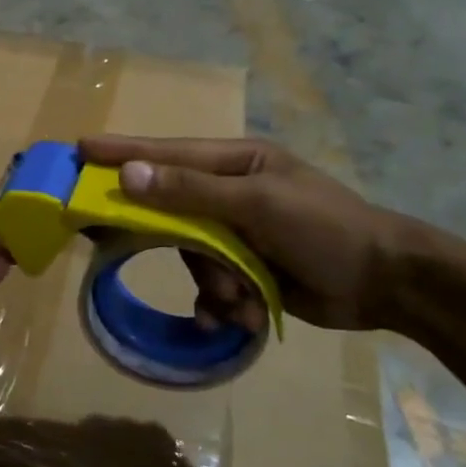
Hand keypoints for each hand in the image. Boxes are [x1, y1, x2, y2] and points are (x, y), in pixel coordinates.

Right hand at [78, 136, 413, 331]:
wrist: (385, 284)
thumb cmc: (325, 228)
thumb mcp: (258, 205)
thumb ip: (191, 192)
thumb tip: (129, 175)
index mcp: (235, 163)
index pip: (167, 154)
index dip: (123, 152)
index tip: (80, 150)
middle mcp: (230, 194)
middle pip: (173, 213)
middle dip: (181, 245)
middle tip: (155, 253)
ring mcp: (238, 233)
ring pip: (191, 256)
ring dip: (212, 283)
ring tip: (238, 298)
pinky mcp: (246, 269)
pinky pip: (211, 285)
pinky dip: (221, 304)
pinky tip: (240, 316)